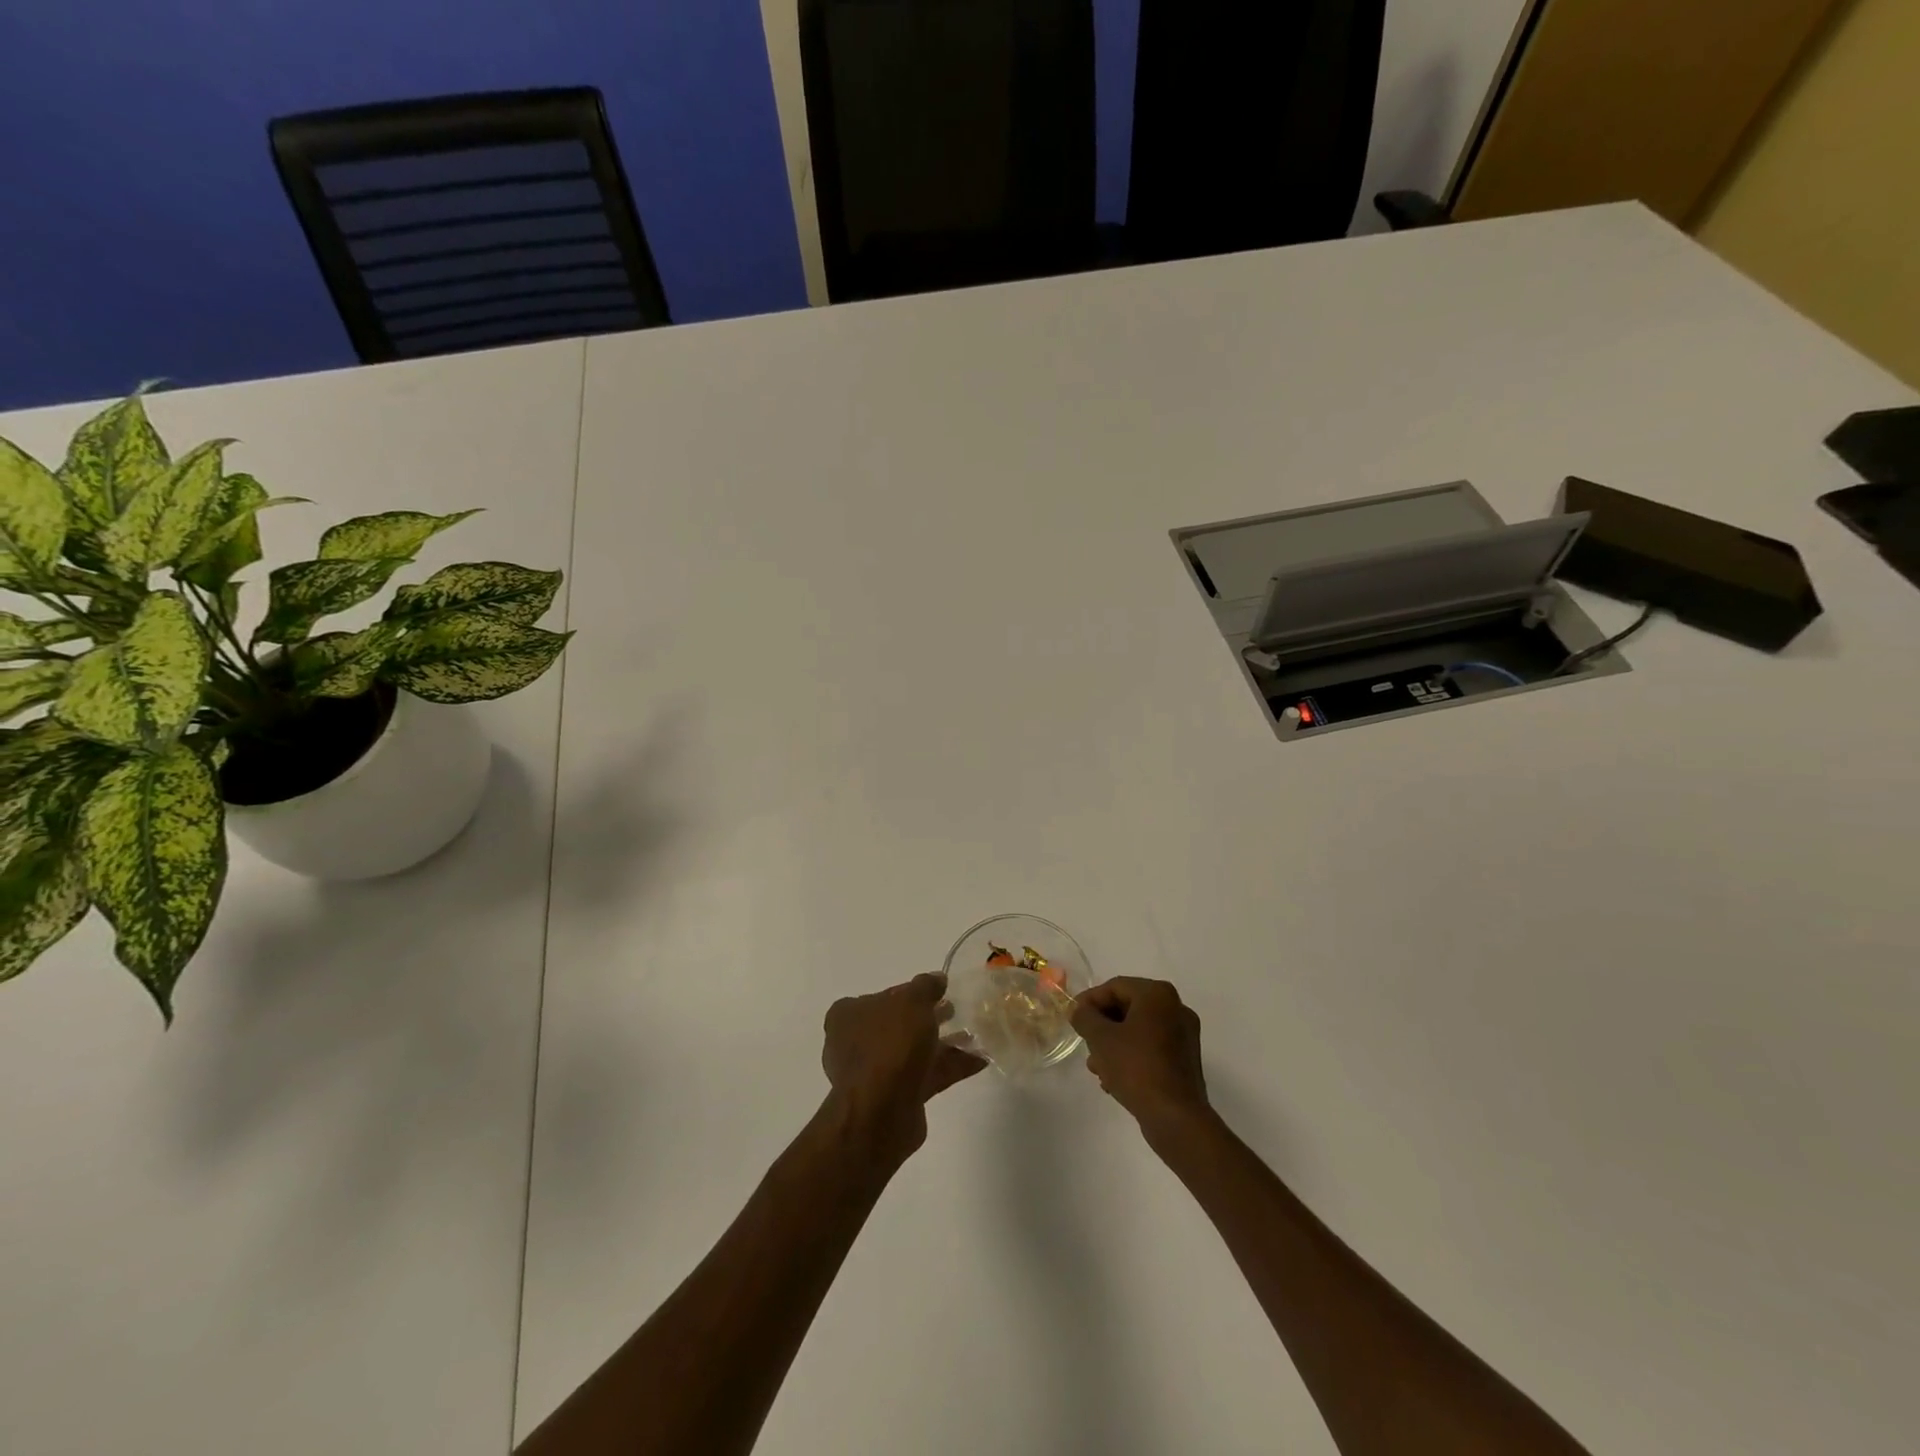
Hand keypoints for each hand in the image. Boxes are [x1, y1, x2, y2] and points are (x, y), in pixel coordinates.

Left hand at [822, 972, 985, 1163]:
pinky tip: (979, 1060)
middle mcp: (856, 1043)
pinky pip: (926, 1075)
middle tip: (957, 1010)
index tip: (938, 992)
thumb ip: (926, 986)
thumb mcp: (912, 1002)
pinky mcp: (896, 1097)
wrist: (880, 1113)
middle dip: (930, 1018)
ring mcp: (875, 1073)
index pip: (883, 996)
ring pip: (914, 1051)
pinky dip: (950, 1066)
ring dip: (944, 1043)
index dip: (911, 992)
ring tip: (976, 1035)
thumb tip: (937, 979)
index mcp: (848, 1015)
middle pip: (899, 1024)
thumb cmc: (890, 1045)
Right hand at [1071, 978, 1211, 1141]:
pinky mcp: (1185, 1060)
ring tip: (1096, 1067)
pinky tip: (1114, 1079)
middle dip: (1102, 1025)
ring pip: (1138, 1030)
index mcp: (1158, 994)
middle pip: (1128, 1007)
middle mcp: (1176, 1008)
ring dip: (1114, 1043)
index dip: (1089, 1000)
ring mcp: (1184, 1035)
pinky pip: (1151, 1048)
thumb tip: (1078, 1010)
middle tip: (1084, 1041)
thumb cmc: (1136, 1068)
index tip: (1072, 1017)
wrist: (1175, 1117)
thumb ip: (1085, 1017)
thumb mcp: (1100, 1039)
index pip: (1115, 987)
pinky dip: (1131, 1056)